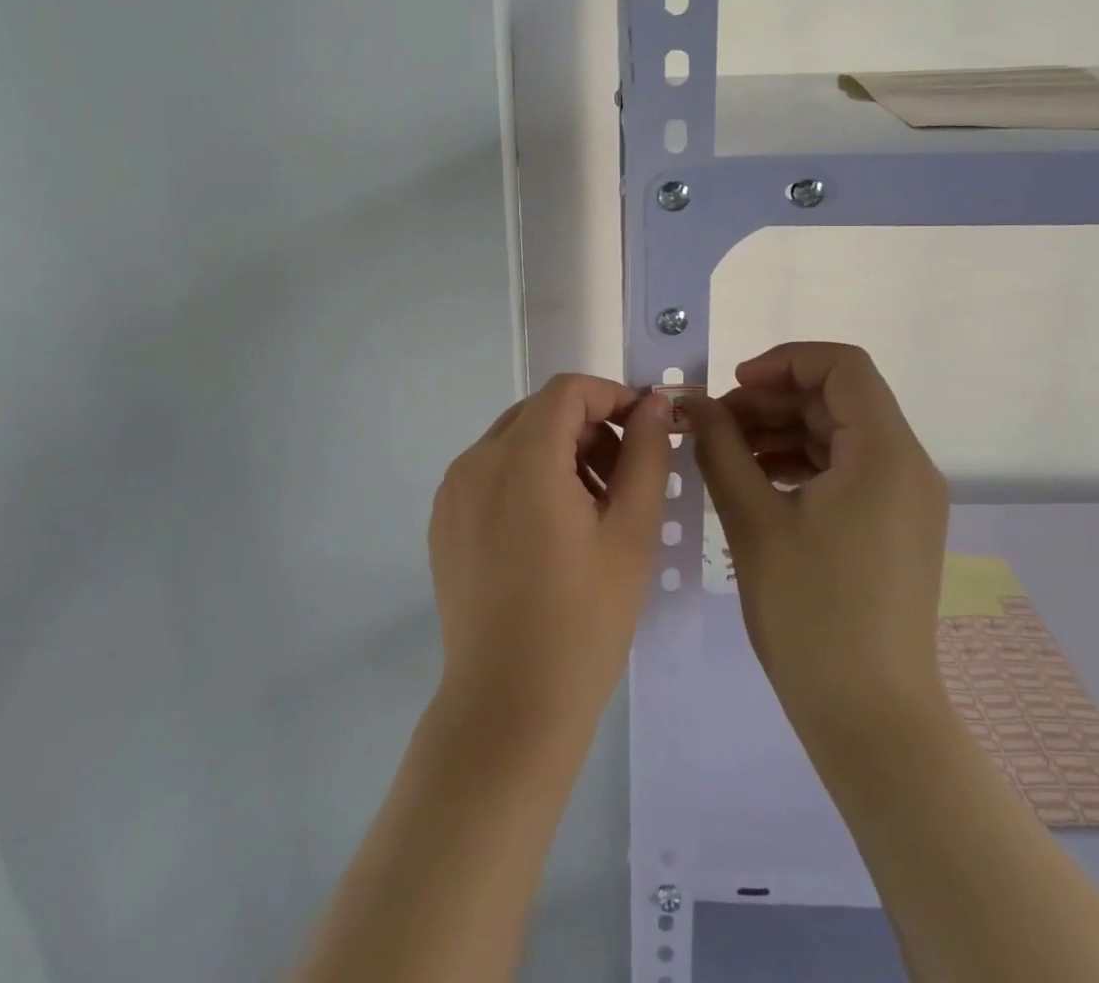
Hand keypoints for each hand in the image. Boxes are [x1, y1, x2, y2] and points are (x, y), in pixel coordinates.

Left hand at [427, 375, 671, 768]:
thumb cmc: (583, 620)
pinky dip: (527, 478)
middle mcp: (476, 461)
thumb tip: (654, 404)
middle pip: (540, 413)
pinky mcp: (444, 521)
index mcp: (521, 457)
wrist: (509, 707)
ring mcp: (453, 492)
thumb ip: (646, 454)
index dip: (613, 398)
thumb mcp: (630, 532)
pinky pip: (491, 473)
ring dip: (559, 454)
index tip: (645, 431)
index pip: (568, 391)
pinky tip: (550, 532)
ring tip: (592, 511)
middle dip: (589, 429)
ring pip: (515, 441)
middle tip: (624, 480)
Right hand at [689, 343, 950, 740]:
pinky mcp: (894, 528)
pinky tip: (755, 483)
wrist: (871, 720)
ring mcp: (905, 500)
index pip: (842, 366)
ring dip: (781, 432)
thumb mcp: (753, 519)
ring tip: (726, 455)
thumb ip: (720, 448)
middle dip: (772, 401)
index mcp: (885, 452)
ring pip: (838, 435)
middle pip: (838, 400)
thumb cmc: (811, 613)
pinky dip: (799, 464)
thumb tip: (693, 404)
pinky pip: (845, 471)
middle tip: (715, 426)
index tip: (733, 388)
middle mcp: (906, 465)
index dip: (784, 362)